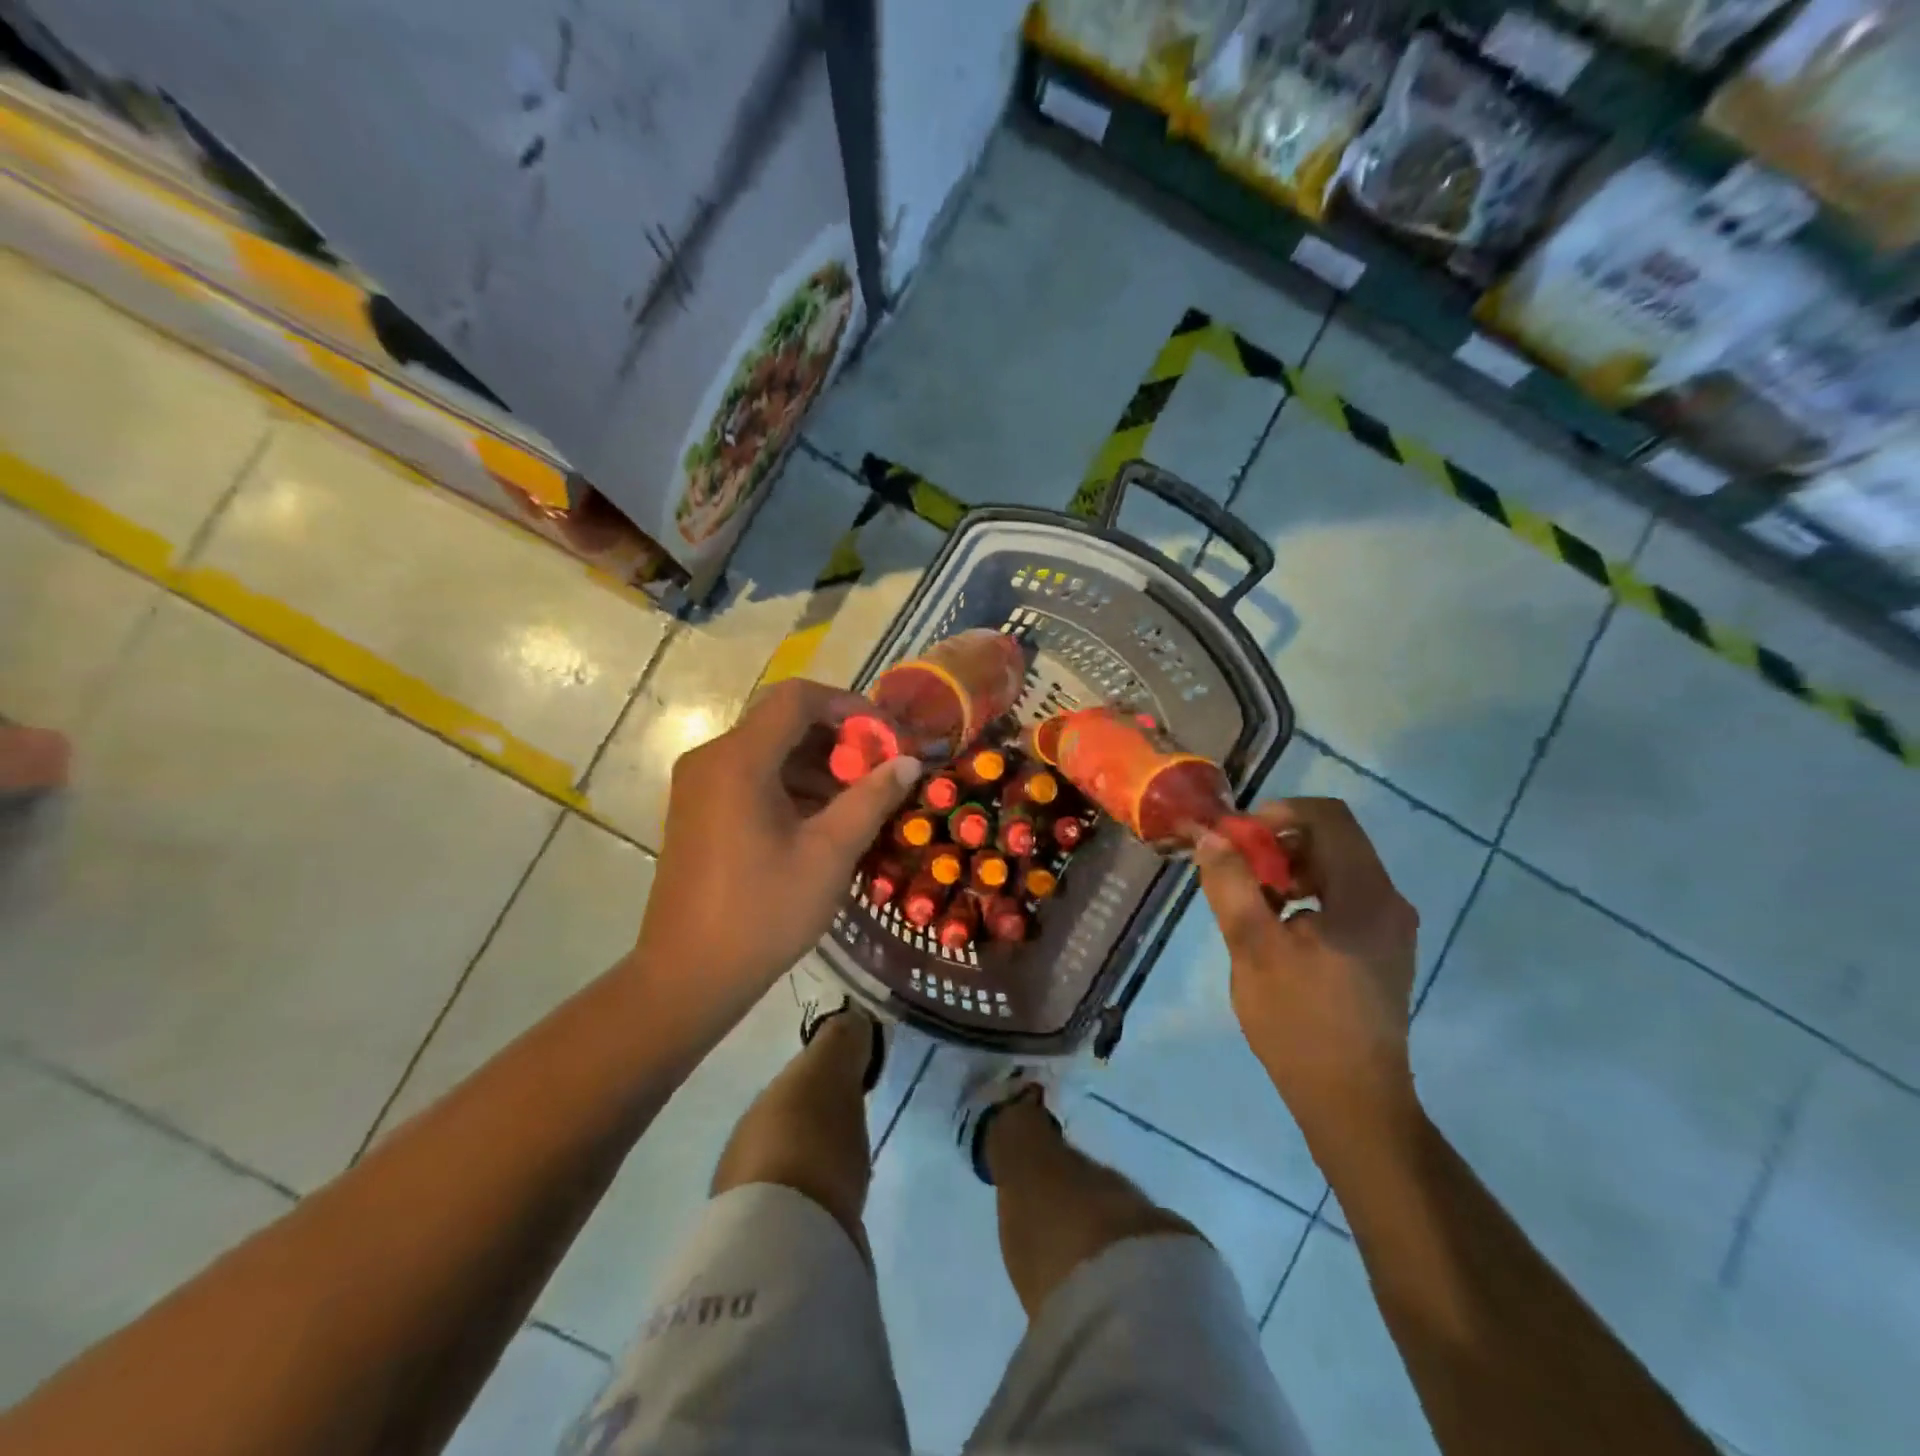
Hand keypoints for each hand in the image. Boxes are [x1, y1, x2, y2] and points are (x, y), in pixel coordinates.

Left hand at [632, 679, 917, 1027]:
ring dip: (817, 765)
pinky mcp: (698, 810)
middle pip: (782, 722)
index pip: (797, 698)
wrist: (688, 977)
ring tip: (859, 800)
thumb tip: (908, 762)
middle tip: (880, 770)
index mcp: (738, 760)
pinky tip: (823, 820)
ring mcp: (699, 785)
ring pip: (768, 751)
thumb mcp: (829, 854)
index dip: (848, 705)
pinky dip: (791, 785)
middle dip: (837, 739)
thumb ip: (871, 799)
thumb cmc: (762, 912)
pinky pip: (751, 777)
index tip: (886, 735)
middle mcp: (711, 759)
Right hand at [1194, 798, 1420, 1138]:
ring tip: (1250, 901)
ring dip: (1287, 870)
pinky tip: (1275, 928)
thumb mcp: (1253, 947)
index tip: (1237, 841)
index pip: (1327, 816)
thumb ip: (1231, 884)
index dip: (1277, 813)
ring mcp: (1388, 927)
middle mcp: (1387, 900)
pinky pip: (1340, 898)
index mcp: (1365, 893)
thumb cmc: (1300, 1022)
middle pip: (1331, 840)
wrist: (1353, 1102)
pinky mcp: (1379, 950)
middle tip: (1236, 872)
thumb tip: (1211, 835)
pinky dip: (1303, 896)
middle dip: (1277, 844)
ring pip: (1334, 869)